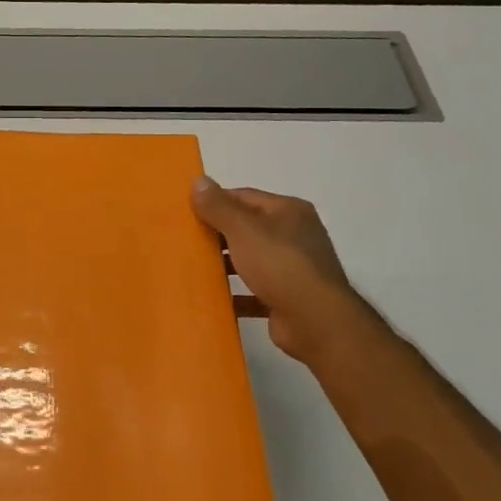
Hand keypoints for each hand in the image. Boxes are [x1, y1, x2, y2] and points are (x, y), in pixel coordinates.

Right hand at [191, 177, 362, 363]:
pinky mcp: (287, 298)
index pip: (244, 197)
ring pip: (251, 260)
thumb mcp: (243, 229)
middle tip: (185, 240)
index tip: (186, 212)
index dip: (215, 202)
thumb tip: (198, 180)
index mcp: (289, 211)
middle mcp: (295, 235)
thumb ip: (219, 206)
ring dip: (226, 264)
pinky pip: (254, 291)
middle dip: (218, 234)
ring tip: (193, 268)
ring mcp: (293, 268)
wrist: (315, 321)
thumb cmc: (280, 265)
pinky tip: (213, 298)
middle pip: (248, 228)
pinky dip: (236, 293)